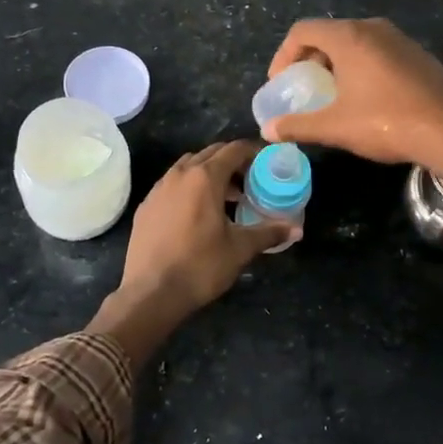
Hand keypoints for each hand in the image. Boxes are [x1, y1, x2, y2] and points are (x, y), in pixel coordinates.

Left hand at [121, 141, 288, 312]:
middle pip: (210, 154)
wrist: (150, 293)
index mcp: (204, 178)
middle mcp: (179, 174)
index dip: (253, 152)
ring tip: (225, 197)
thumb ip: (268, 233)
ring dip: (209, 173)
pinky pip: (171, 184)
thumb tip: (297, 230)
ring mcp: (158, 189)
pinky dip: (188, 187)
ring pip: (188, 167)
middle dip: (232, 162)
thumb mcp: (240, 249)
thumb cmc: (200, 266)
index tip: (267, 162)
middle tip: (250, 180)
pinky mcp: (146, 206)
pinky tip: (196, 213)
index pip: (233, 150)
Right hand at [262, 18, 442, 178]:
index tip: (281, 83)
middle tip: (304, 88)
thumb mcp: (335, 127)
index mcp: (350, 37)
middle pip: (329, 34)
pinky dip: (362, 67)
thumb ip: (298, 125)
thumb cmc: (387, 122)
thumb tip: (268, 130)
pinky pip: (379, 52)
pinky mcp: (419, 56)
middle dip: (309, 60)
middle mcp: (374, 29)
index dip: (283, 55)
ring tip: (333, 94)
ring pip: (356, 42)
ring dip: (337, 64)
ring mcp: (401, 40)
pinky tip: (368, 98)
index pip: (303, 30)